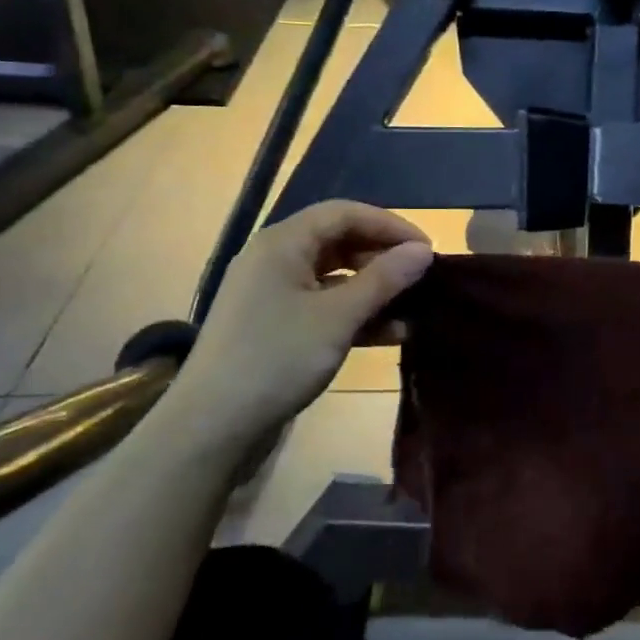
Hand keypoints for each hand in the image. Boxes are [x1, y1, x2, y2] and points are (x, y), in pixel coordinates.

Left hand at [182, 201, 433, 435]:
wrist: (213, 425)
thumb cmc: (277, 358)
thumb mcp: (338, 317)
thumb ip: (383, 279)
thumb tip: (423, 251)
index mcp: (283, 242)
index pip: (344, 213)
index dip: (389, 225)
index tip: (427, 248)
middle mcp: (275, 259)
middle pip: (339, 242)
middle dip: (382, 257)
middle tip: (422, 278)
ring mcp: (273, 294)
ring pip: (334, 278)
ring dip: (373, 290)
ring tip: (414, 308)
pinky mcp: (276, 326)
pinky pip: (323, 307)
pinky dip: (355, 315)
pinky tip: (389, 334)